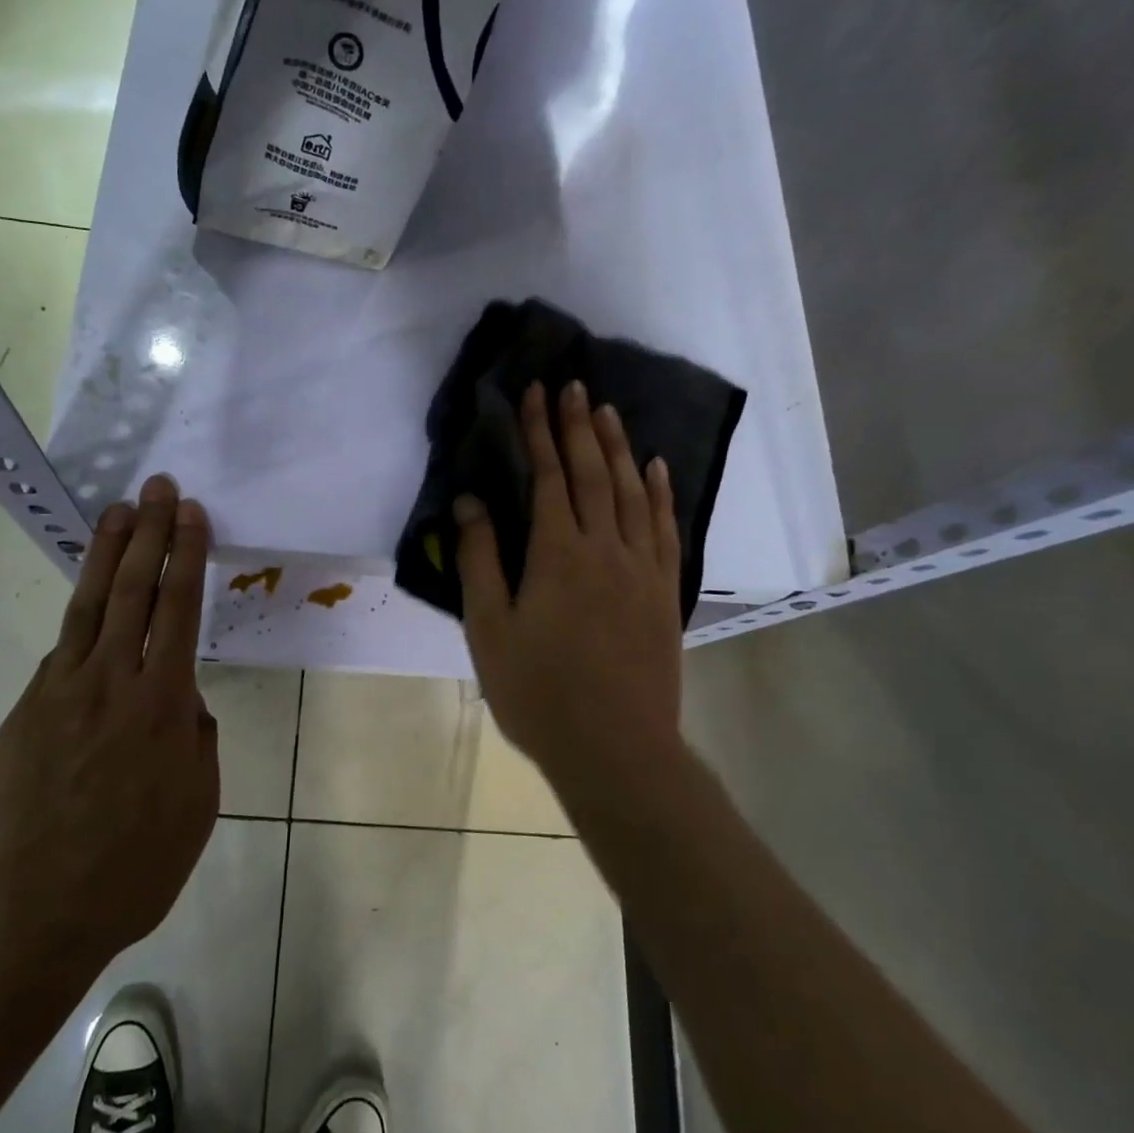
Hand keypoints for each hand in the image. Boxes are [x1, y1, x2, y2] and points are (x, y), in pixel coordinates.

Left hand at [0, 475, 219, 998]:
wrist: (29, 920)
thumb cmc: (132, 872)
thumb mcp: (197, 806)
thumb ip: (194, 739)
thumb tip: (179, 700)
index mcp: (162, 705)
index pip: (178, 608)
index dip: (186, 553)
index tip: (191, 512)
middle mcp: (110, 682)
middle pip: (134, 588)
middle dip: (149, 530)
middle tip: (157, 486)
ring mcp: (59, 692)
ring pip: (89, 605)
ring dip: (107, 552)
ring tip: (117, 510)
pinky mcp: (24, 712)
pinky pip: (61, 653)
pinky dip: (80, 619)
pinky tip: (91, 608)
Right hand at [454, 381, 685, 809]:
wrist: (615, 748)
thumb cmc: (539, 691)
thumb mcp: (489, 629)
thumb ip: (479, 560)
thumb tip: (469, 501)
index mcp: (557, 554)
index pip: (548, 477)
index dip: (539, 432)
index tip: (534, 394)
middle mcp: (604, 548)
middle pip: (591, 473)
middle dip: (577, 425)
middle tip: (572, 384)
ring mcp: (641, 568)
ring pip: (630, 492)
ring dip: (617, 447)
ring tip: (607, 411)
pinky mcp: (663, 591)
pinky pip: (664, 528)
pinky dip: (658, 493)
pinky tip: (655, 468)